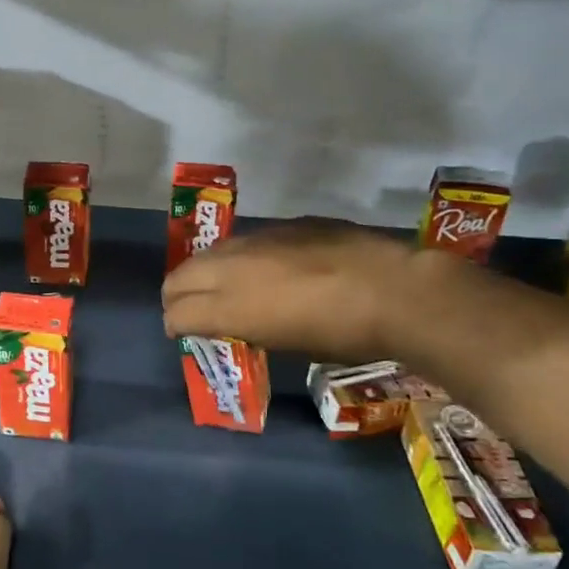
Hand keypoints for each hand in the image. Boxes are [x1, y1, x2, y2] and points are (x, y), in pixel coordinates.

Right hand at [161, 218, 410, 363]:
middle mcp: (232, 269)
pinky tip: (263, 268)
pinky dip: (239, 258)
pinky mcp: (283, 225)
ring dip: (204, 272)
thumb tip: (240, 322)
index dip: (174, 324)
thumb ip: (249, 327)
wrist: (393, 291)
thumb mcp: (286, 344)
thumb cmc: (343, 335)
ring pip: (210, 253)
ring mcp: (256, 241)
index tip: (180, 332)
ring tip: (220, 286)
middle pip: (180, 277)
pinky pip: (245, 242)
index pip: (177, 312)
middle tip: (186, 309)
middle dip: (176, 295)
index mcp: (230, 307)